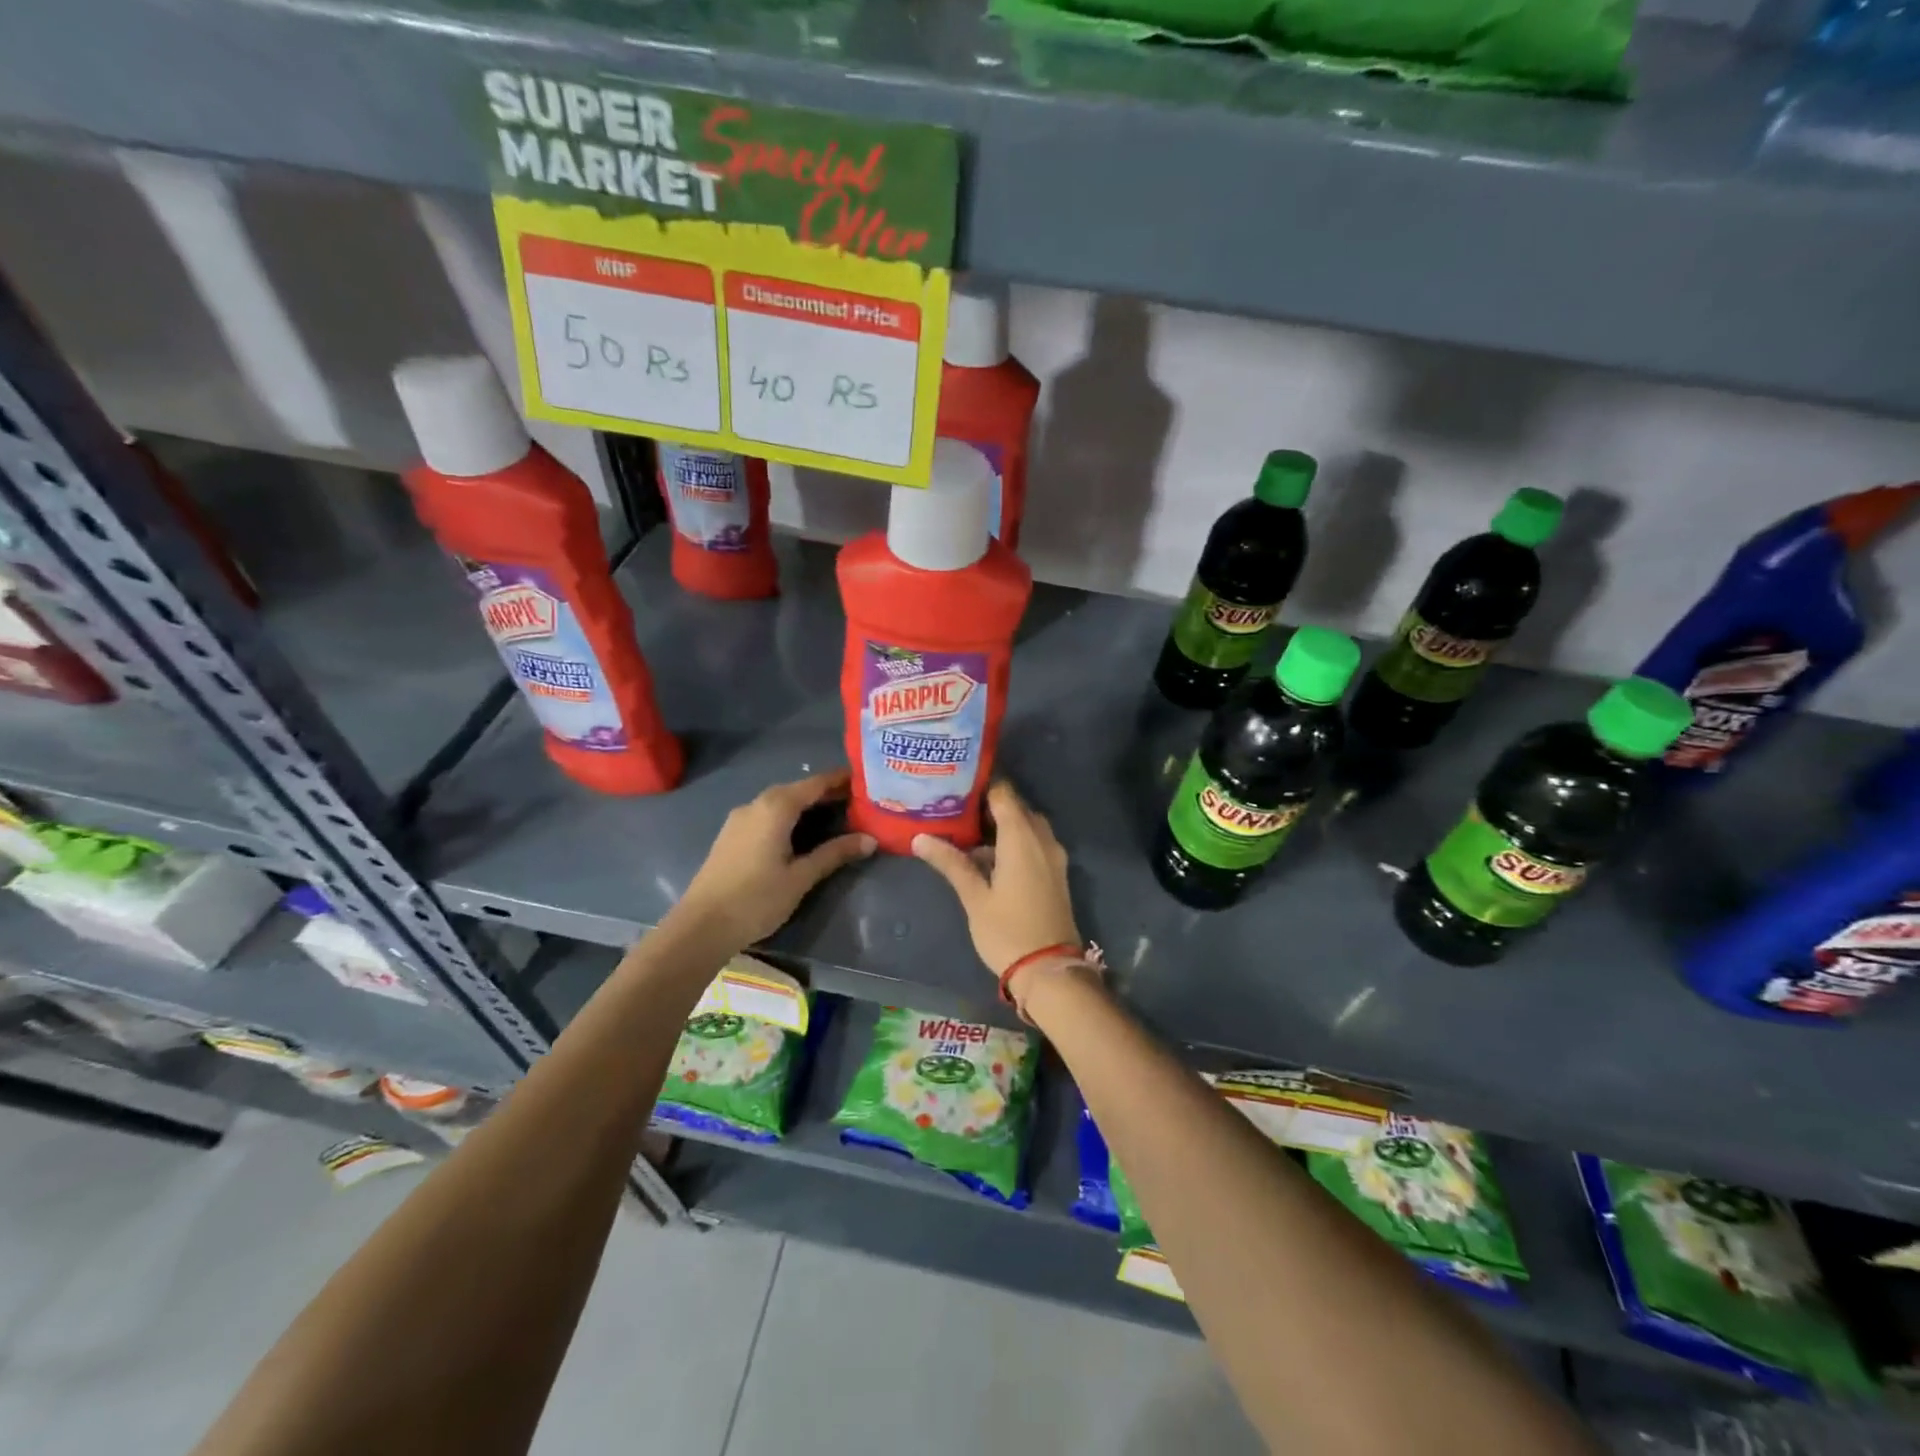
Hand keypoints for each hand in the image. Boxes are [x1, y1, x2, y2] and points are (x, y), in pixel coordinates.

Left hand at [672, 770, 874, 952]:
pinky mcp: (731, 835)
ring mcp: (739, 819)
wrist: (701, 926)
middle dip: (825, 792)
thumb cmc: (756, 899)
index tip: (865, 779)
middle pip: (797, 789)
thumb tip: (870, 840)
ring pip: (779, 802)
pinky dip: (788, 815)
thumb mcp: (801, 877)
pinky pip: (766, 814)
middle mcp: (756, 804)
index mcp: (776, 808)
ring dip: (805, 804)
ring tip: (834, 815)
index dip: (840, 780)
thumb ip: (834, 854)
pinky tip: (800, 832)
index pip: (815, 784)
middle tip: (856, 800)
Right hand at [912, 781, 1082, 978]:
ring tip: (965, 833)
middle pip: (1016, 807)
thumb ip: (951, 863)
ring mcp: (1053, 856)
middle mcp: (1042, 839)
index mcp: (1022, 837)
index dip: (980, 786)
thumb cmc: (1007, 931)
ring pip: (1027, 826)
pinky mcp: (1056, 873)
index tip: (954, 786)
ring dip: (1001, 826)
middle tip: (954, 809)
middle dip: (988, 806)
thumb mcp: (974, 897)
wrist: (1050, 971)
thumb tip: (920, 838)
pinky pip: (1035, 843)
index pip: (1003, 793)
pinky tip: (988, 858)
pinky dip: (1014, 842)